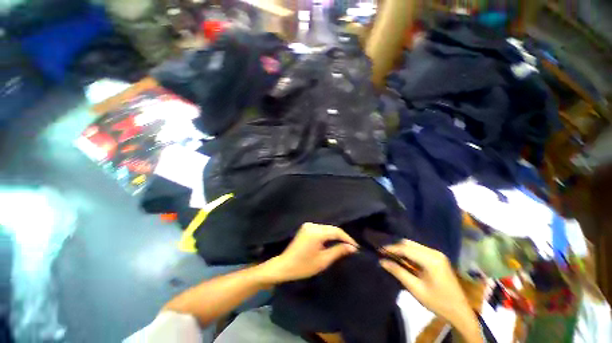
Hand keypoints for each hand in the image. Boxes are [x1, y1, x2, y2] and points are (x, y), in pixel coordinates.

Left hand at [261, 223, 357, 283]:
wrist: (284, 266)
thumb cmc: (303, 266)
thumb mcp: (323, 260)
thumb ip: (338, 251)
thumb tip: (352, 248)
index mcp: (316, 232)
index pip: (336, 231)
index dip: (347, 238)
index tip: (356, 247)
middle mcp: (312, 225)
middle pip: (331, 228)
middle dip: (342, 237)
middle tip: (351, 247)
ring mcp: (308, 225)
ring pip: (327, 228)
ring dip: (335, 235)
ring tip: (344, 245)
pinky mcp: (306, 227)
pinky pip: (321, 229)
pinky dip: (328, 234)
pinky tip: (332, 241)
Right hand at [380, 240, 482, 342]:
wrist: (460, 311)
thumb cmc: (437, 302)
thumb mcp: (415, 289)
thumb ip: (398, 272)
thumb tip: (382, 261)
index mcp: (431, 260)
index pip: (406, 249)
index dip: (391, 248)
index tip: (379, 250)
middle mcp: (434, 253)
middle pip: (410, 244)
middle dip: (396, 247)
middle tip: (383, 252)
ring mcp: (437, 254)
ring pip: (414, 245)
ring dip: (402, 249)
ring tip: (391, 254)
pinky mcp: (438, 258)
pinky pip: (419, 250)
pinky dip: (409, 252)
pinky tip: (403, 258)